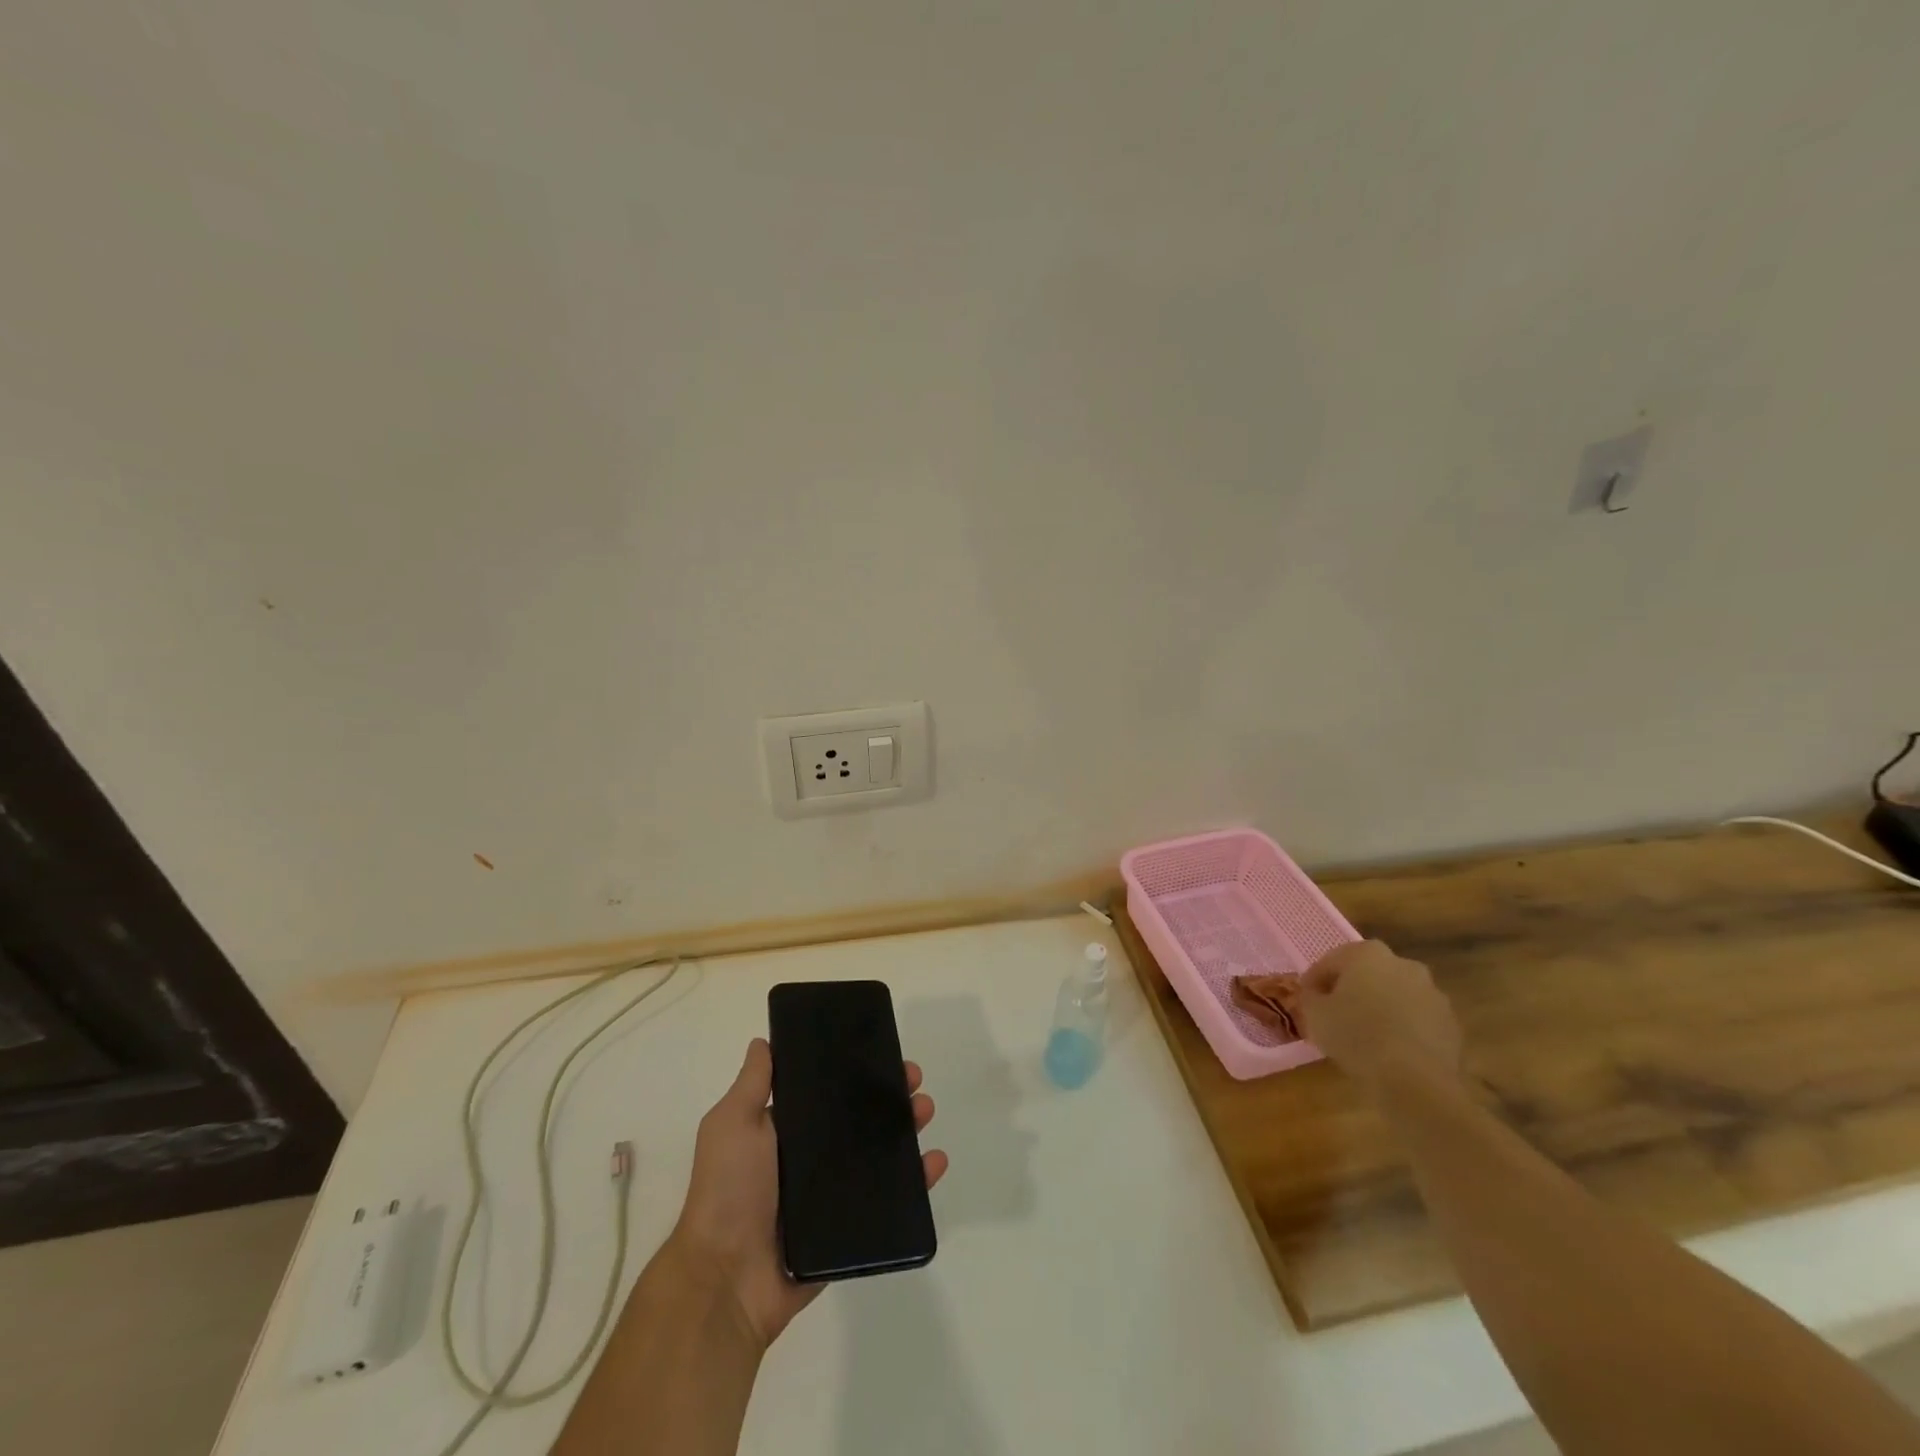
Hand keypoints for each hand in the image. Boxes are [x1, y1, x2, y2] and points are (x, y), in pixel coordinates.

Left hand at [668, 1038, 947, 1349]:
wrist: (727, 1280)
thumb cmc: (728, 1191)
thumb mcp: (732, 1124)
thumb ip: (752, 1084)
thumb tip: (764, 1041)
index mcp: (786, 1131)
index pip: (829, 1092)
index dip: (856, 1071)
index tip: (882, 1050)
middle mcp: (811, 1159)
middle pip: (861, 1120)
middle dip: (890, 1096)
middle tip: (913, 1081)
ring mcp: (832, 1195)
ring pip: (880, 1155)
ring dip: (908, 1130)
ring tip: (925, 1111)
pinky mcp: (850, 1230)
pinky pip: (890, 1202)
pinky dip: (917, 1182)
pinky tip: (934, 1161)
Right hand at [1296, 940, 1462, 1091]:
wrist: (1415, 1081)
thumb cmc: (1356, 1035)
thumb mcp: (1314, 1014)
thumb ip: (1310, 997)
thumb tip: (1315, 994)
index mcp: (1367, 953)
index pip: (1331, 961)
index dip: (1314, 980)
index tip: (1306, 999)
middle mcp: (1403, 964)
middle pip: (1367, 973)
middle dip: (1351, 989)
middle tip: (1335, 1013)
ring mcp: (1433, 994)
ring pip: (1395, 995)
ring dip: (1380, 1008)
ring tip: (1364, 1035)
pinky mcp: (1451, 1024)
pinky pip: (1417, 1020)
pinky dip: (1402, 1028)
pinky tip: (1390, 1050)